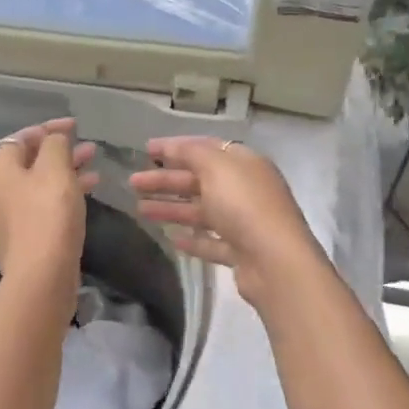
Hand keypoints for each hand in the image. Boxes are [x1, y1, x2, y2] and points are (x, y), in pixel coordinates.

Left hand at [0, 119, 98, 299]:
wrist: (40, 276)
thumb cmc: (48, 214)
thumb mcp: (56, 169)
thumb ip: (55, 145)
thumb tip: (53, 139)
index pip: (20, 138)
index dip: (49, 129)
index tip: (76, 127)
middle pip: (27, 165)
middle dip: (60, 155)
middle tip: (91, 152)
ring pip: (34, 190)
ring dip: (63, 179)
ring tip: (94, 177)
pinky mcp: (14, 245)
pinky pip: (36, 213)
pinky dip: (56, 202)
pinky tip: (79, 205)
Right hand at [129, 137, 325, 306]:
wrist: (274, 261)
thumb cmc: (244, 205)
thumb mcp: (216, 167)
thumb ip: (192, 153)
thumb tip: (175, 147)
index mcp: (244, 164)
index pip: (206, 149)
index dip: (175, 148)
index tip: (146, 150)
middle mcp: (245, 190)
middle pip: (199, 181)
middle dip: (165, 181)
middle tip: (133, 183)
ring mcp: (244, 223)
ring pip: (202, 212)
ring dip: (172, 208)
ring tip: (140, 210)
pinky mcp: (240, 252)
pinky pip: (212, 242)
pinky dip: (192, 239)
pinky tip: (171, 238)